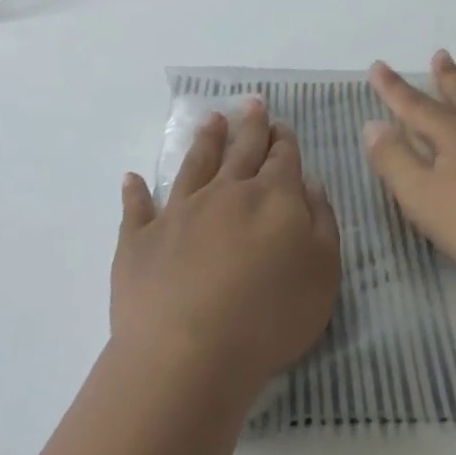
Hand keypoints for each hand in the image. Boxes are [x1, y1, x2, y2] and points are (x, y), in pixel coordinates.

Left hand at [112, 99, 340, 398]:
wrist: (189, 351)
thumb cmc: (270, 316)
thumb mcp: (323, 272)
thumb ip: (321, 223)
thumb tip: (309, 184)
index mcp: (272, 198)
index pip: (282, 159)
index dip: (283, 140)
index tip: (281, 124)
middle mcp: (225, 193)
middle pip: (241, 152)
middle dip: (250, 126)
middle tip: (252, 102)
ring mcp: (179, 213)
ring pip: (194, 166)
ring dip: (205, 142)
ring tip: (210, 120)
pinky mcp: (140, 240)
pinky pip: (137, 209)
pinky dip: (135, 192)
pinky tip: (132, 179)